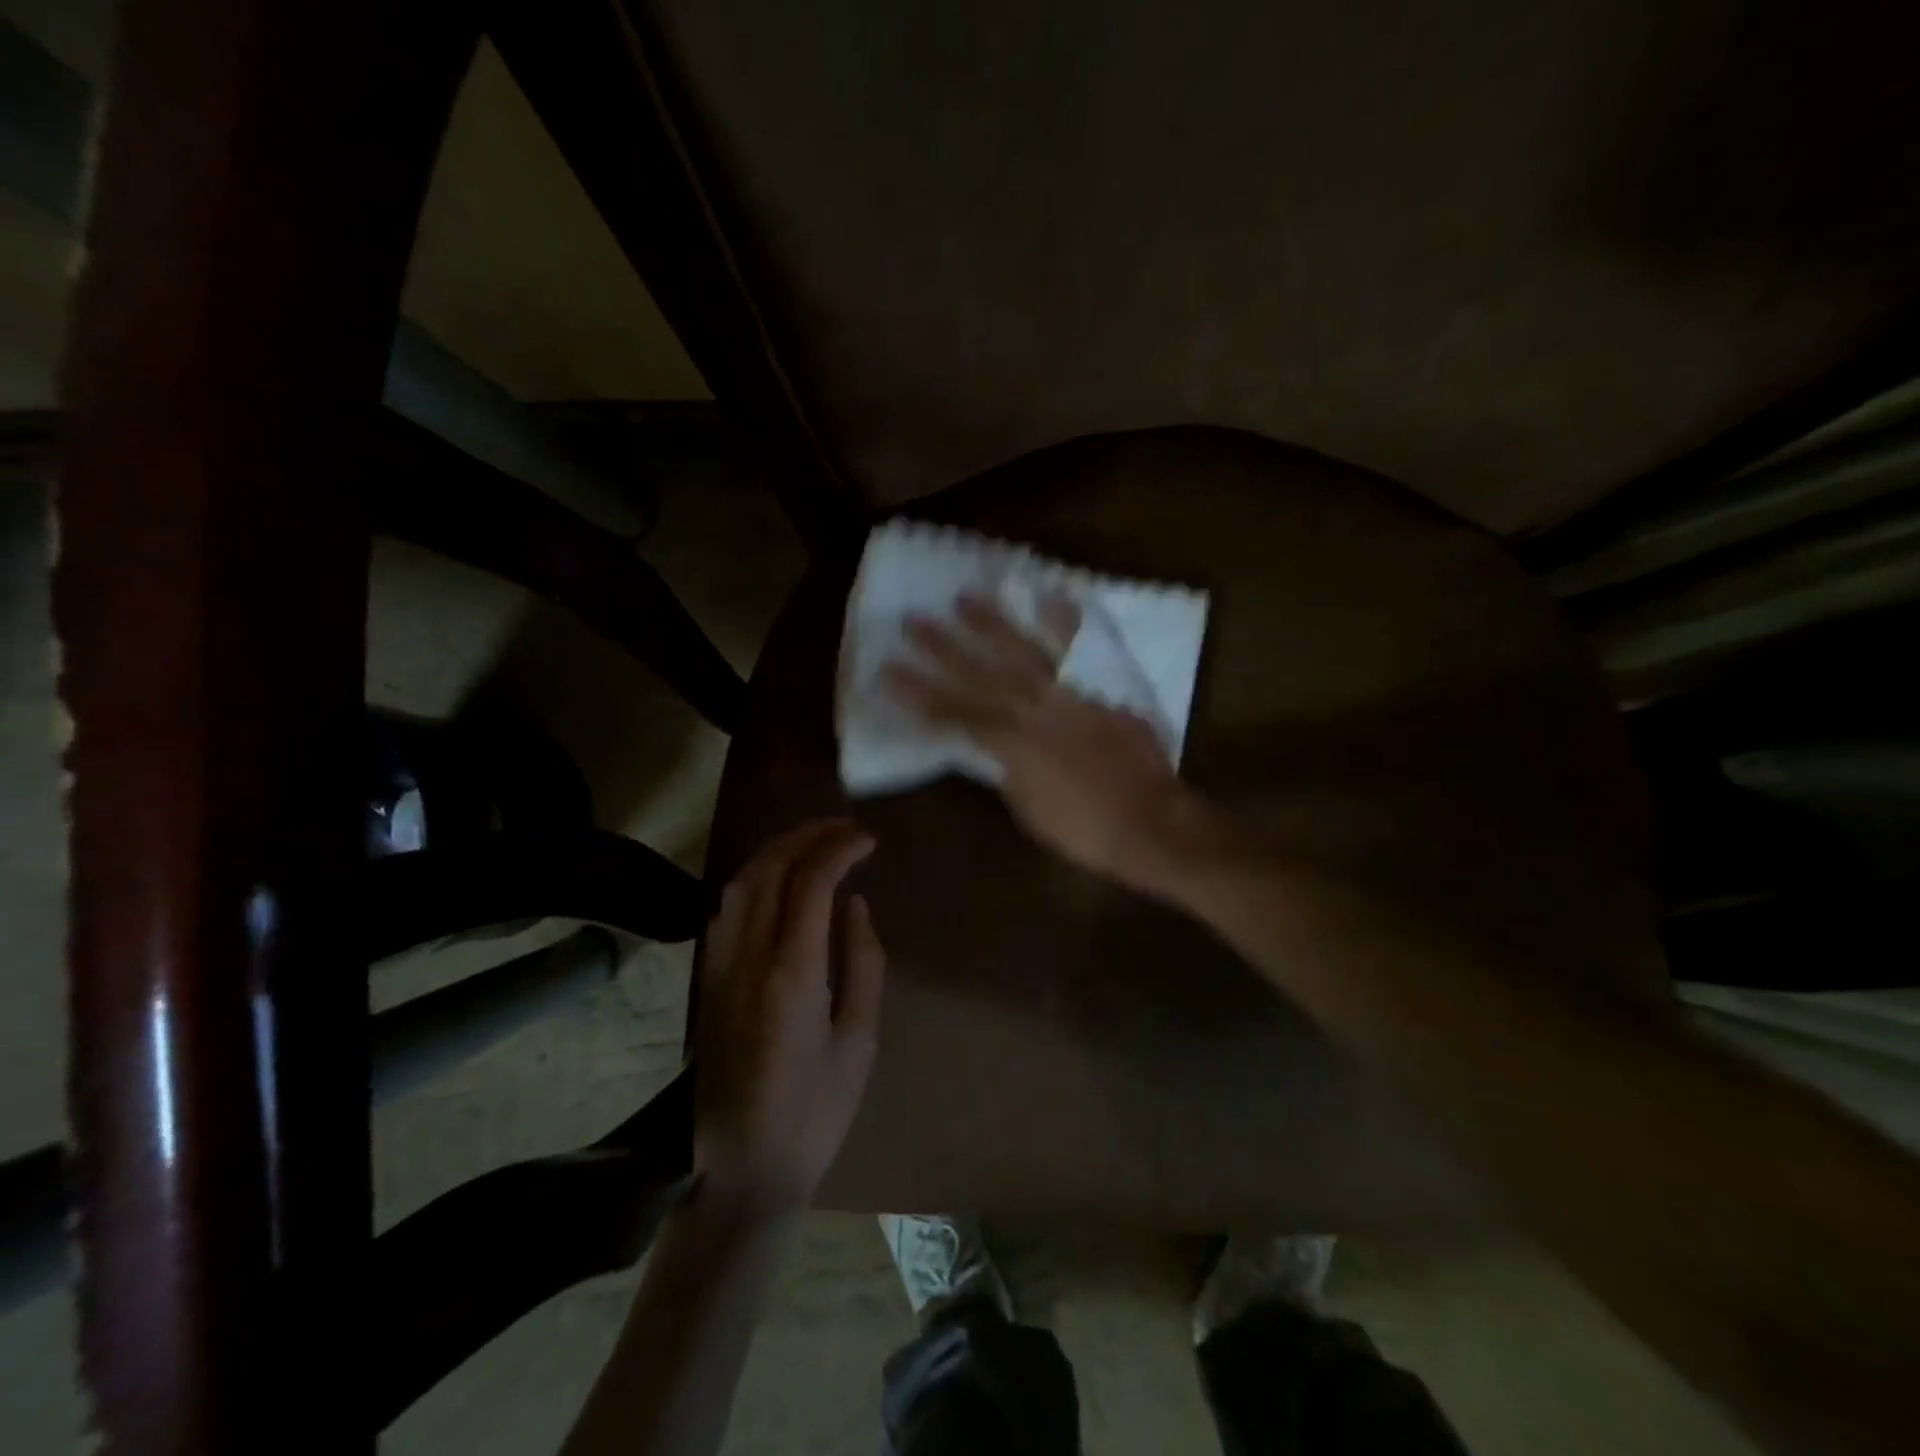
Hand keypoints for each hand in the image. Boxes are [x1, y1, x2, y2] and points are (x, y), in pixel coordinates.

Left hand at [694, 820, 884, 1214]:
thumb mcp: (859, 1042)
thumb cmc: (814, 1113)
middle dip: (807, 835)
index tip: (868, 840)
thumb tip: (856, 906)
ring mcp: (718, 967)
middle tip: (844, 828)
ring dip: (777, 850)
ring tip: (814, 842)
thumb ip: (863, 964)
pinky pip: (726, 908)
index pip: (811, 882)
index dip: (839, 849)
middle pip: (770, 869)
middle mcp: (746, 958)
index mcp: (791, 974)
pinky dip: (755, 878)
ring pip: (740, 883)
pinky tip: (777, 881)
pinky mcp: (706, 981)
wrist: (740, 1170)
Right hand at [883, 592, 1215, 892]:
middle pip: (978, 673)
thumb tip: (990, 746)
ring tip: (962, 598)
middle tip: (911, 621)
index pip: (952, 713)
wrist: (1150, 820)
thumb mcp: (1027, 808)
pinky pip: (1082, 648)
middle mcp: (1033, 708)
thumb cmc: (1084, 828)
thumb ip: (1005, 769)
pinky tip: (1049, 593)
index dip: (917, 694)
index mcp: (1010, 743)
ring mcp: (1071, 692)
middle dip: (941, 648)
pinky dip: (1066, 621)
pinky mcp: (1103, 686)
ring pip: (1022, 650)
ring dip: (990, 623)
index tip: (887, 671)